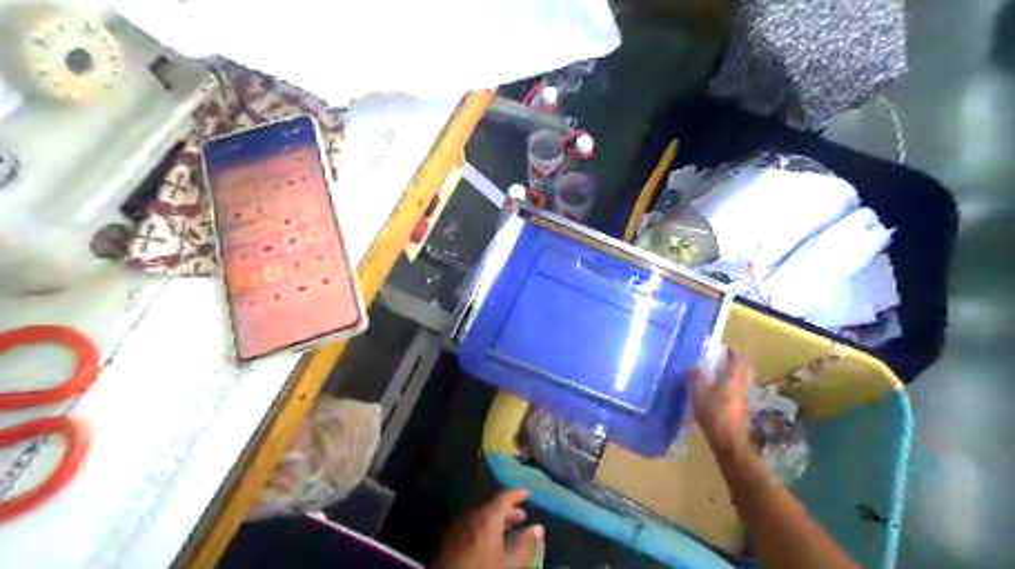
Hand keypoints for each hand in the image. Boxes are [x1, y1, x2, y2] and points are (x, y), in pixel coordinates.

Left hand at [439, 490, 547, 567]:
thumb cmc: (483, 568)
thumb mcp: (510, 562)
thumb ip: (526, 543)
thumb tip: (537, 528)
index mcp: (487, 516)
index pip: (504, 496)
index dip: (518, 494)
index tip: (528, 493)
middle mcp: (472, 515)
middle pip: (492, 507)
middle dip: (508, 511)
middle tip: (521, 518)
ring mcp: (458, 527)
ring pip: (481, 517)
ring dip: (496, 522)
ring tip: (508, 532)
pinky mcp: (450, 540)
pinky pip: (471, 527)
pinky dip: (484, 529)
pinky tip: (489, 543)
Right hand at [690, 346, 752, 452]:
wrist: (728, 441)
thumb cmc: (713, 414)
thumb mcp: (699, 394)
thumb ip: (697, 379)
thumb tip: (696, 367)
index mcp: (733, 380)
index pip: (737, 361)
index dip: (734, 353)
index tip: (728, 347)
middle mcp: (742, 387)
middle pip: (747, 370)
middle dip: (741, 361)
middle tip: (732, 356)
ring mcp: (745, 399)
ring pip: (746, 380)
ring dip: (741, 373)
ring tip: (730, 371)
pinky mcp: (743, 409)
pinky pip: (742, 390)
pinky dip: (738, 384)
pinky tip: (728, 389)